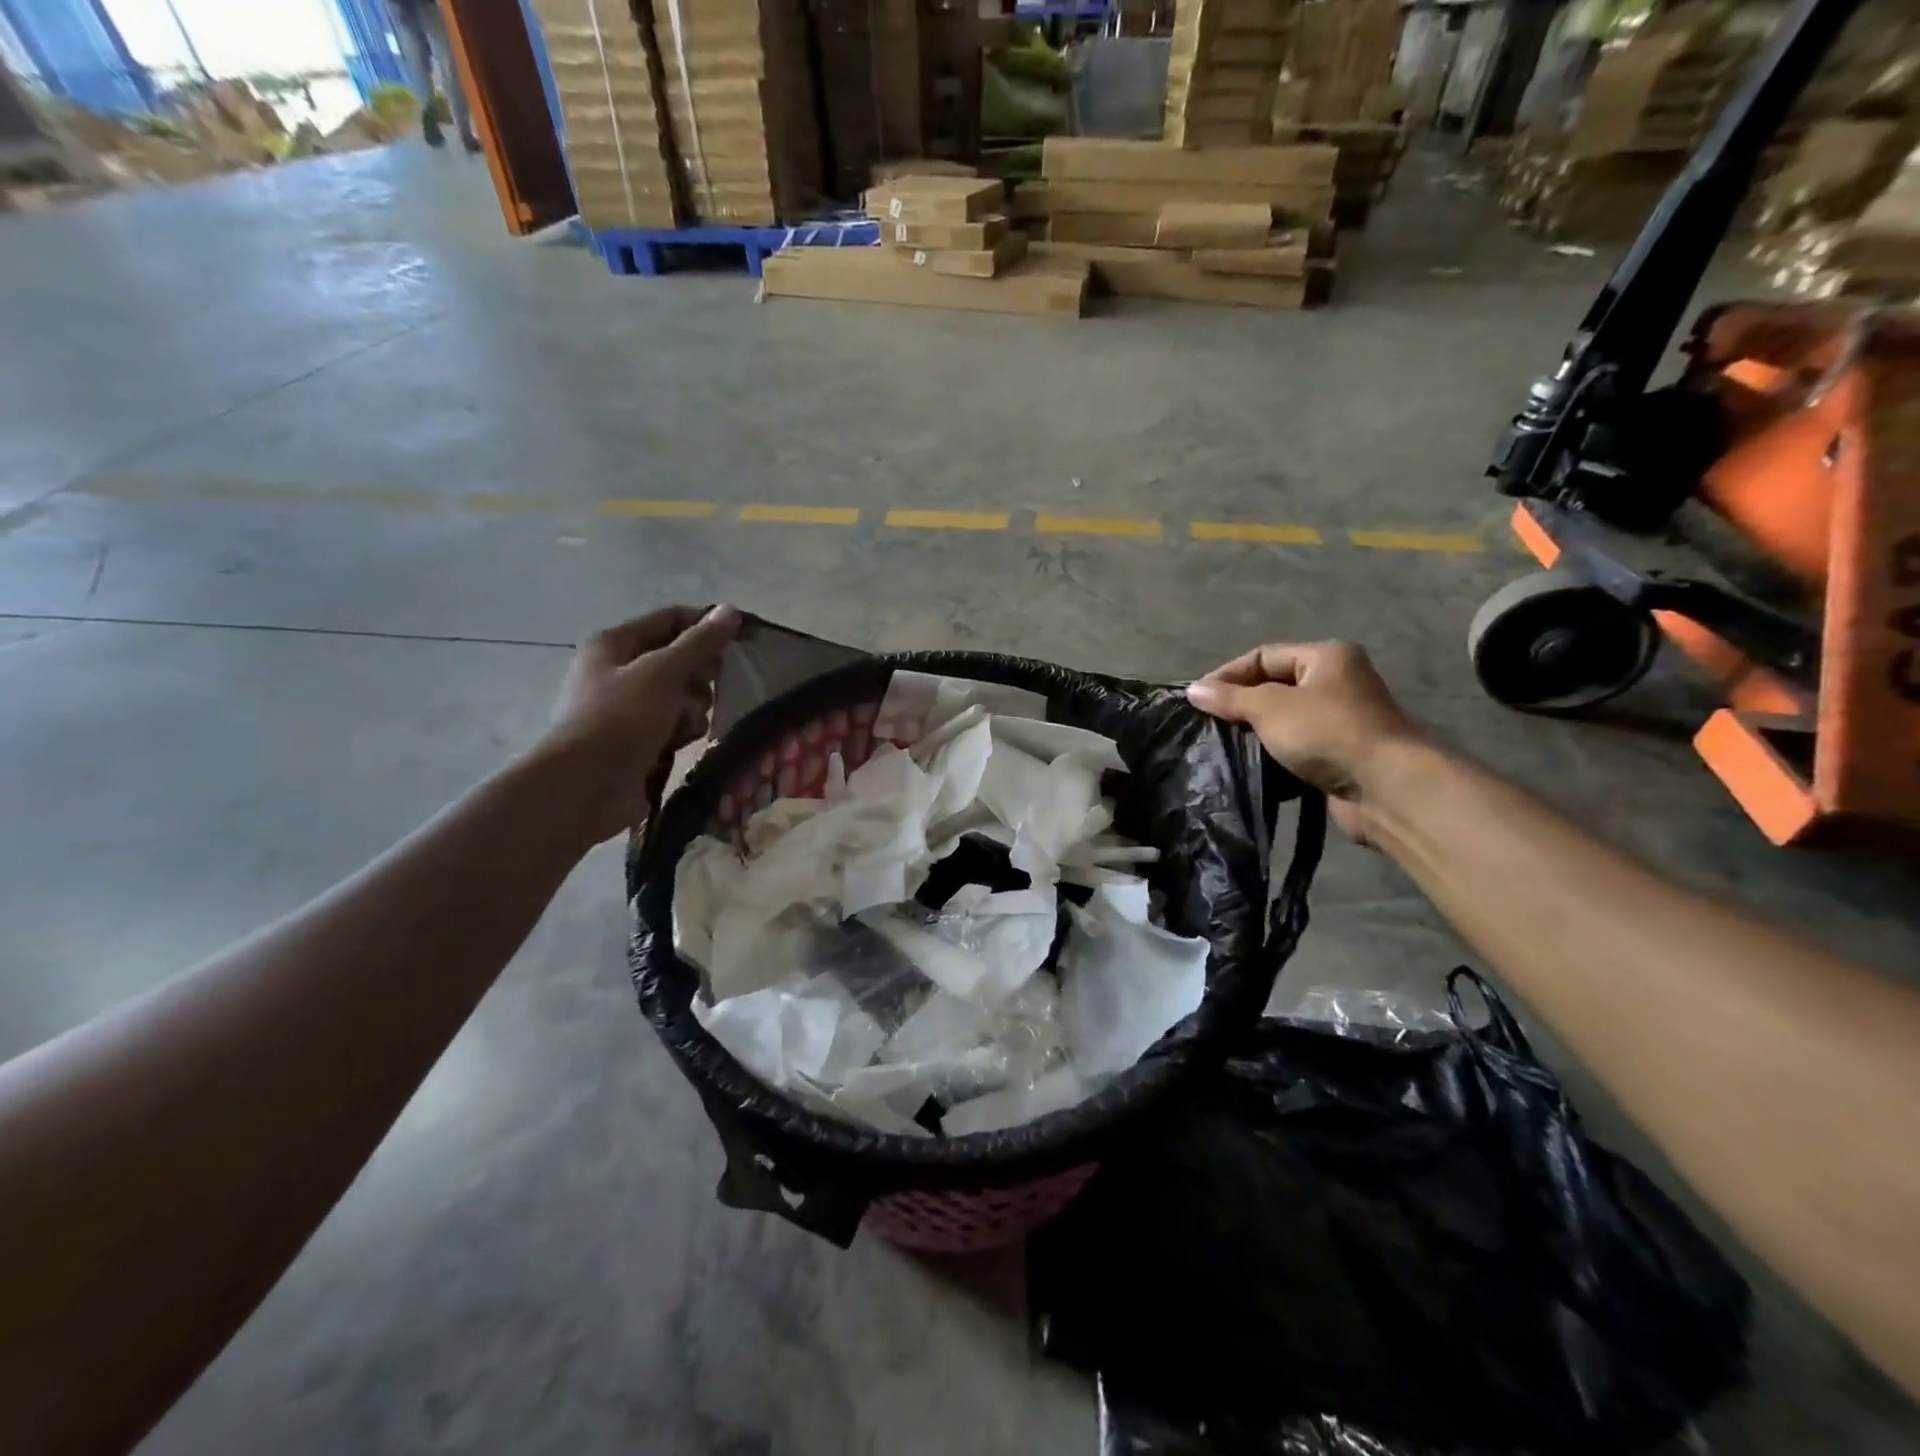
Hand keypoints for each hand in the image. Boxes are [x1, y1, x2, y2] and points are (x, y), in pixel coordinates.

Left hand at [536, 605, 739, 843]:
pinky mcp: (638, 740)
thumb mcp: (663, 672)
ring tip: (685, 725)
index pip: (672, 619)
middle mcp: (619, 671)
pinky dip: (683, 731)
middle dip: (700, 676)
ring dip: (693, 709)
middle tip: (706, 690)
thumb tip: (730, 610)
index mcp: (615, 644)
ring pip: (682, 696)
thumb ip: (700, 642)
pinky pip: (674, 725)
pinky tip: (680, 743)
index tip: (742, 639)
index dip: (706, 625)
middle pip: (680, 660)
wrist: (585, 786)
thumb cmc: (621, 719)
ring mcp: (628, 708)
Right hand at [1186, 642, 1423, 843]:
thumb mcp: (1270, 707)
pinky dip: (1273, 755)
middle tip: (1208, 723)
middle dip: (1240, 705)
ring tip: (1222, 746)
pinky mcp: (1339, 755)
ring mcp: (1341, 720)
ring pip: (1283, 720)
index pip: (1264, 656)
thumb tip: (1193, 690)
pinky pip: (1296, 748)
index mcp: (1326, 657)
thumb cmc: (1326, 732)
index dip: (1228, 674)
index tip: (1198, 700)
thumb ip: (1230, 697)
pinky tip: (1249, 766)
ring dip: (1255, 733)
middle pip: (1274, 687)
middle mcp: (1337, 682)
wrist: (1385, 787)